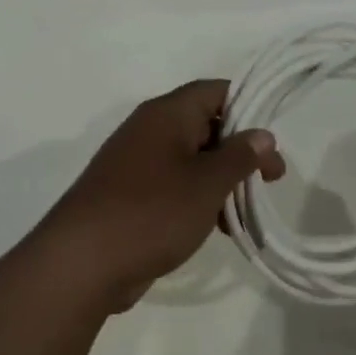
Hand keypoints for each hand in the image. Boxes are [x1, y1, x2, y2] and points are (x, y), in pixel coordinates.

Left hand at [38, 80, 283, 311]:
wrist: (82, 263)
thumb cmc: (152, 212)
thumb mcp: (207, 183)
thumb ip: (239, 156)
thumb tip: (262, 135)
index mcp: (165, 115)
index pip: (214, 91)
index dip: (248, 108)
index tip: (272, 140)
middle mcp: (149, 132)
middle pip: (205, 127)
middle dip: (240, 151)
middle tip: (272, 179)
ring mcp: (136, 166)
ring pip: (191, 162)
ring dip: (222, 182)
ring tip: (246, 212)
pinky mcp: (129, 198)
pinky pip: (174, 188)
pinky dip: (199, 201)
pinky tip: (217, 229)